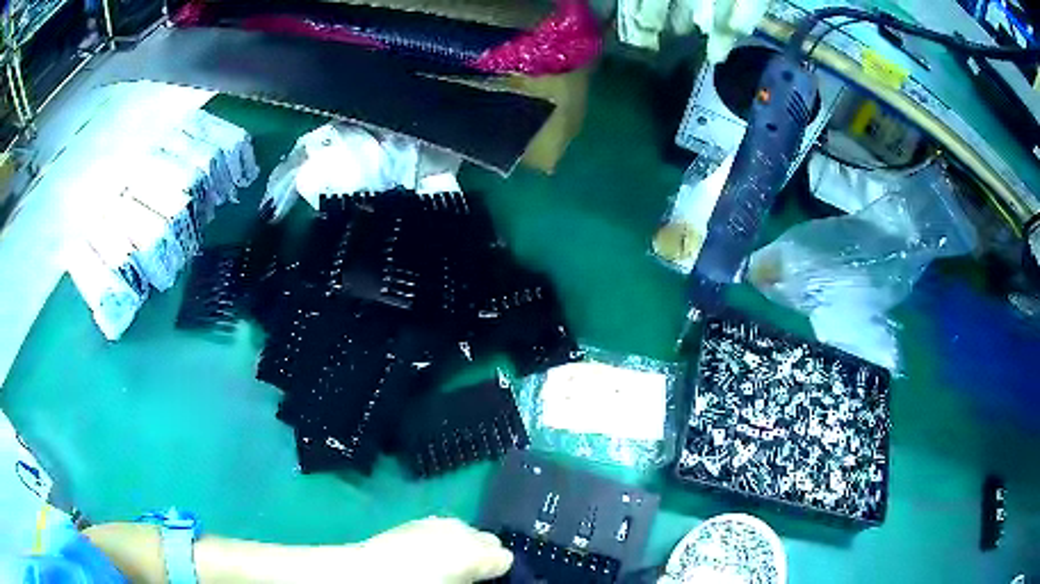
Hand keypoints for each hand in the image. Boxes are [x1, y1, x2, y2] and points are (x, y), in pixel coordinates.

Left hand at [350, 517, 512, 583]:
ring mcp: (440, 523)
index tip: (490, 575)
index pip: (503, 556)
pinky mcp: (418, 521)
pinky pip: (442, 526)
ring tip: (449, 560)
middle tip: (472, 570)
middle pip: (489, 539)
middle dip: (484, 551)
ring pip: (465, 530)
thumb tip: (488, 568)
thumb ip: (478, 571)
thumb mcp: (459, 579)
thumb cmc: (422, 581)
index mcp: (477, 552)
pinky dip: (442, 536)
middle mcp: (464, 531)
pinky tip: (430, 549)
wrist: (374, 572)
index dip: (497, 567)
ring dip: (463, 542)